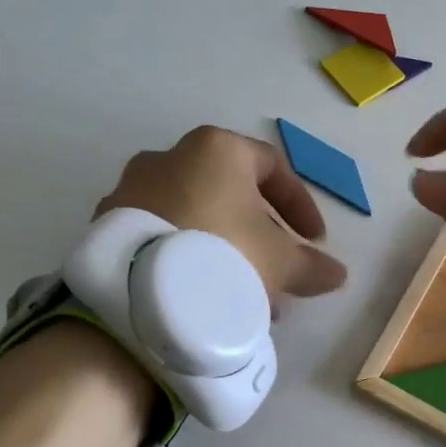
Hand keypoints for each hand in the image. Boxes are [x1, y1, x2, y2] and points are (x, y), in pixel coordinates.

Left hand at [96, 126, 348, 305]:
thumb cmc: (224, 255)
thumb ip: (312, 265)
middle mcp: (171, 156)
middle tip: (277, 272)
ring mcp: (133, 189)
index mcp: (217, 149)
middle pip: (231, 194)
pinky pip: (164, 235)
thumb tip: (337, 274)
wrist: (139, 292)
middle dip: (260, 235)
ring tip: (241, 294)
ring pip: (196, 217)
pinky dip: (189, 257)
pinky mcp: (108, 224)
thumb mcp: (280, 263)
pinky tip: (202, 296)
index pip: (272, 167)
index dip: (300, 205)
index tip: (314, 241)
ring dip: (225, 250)